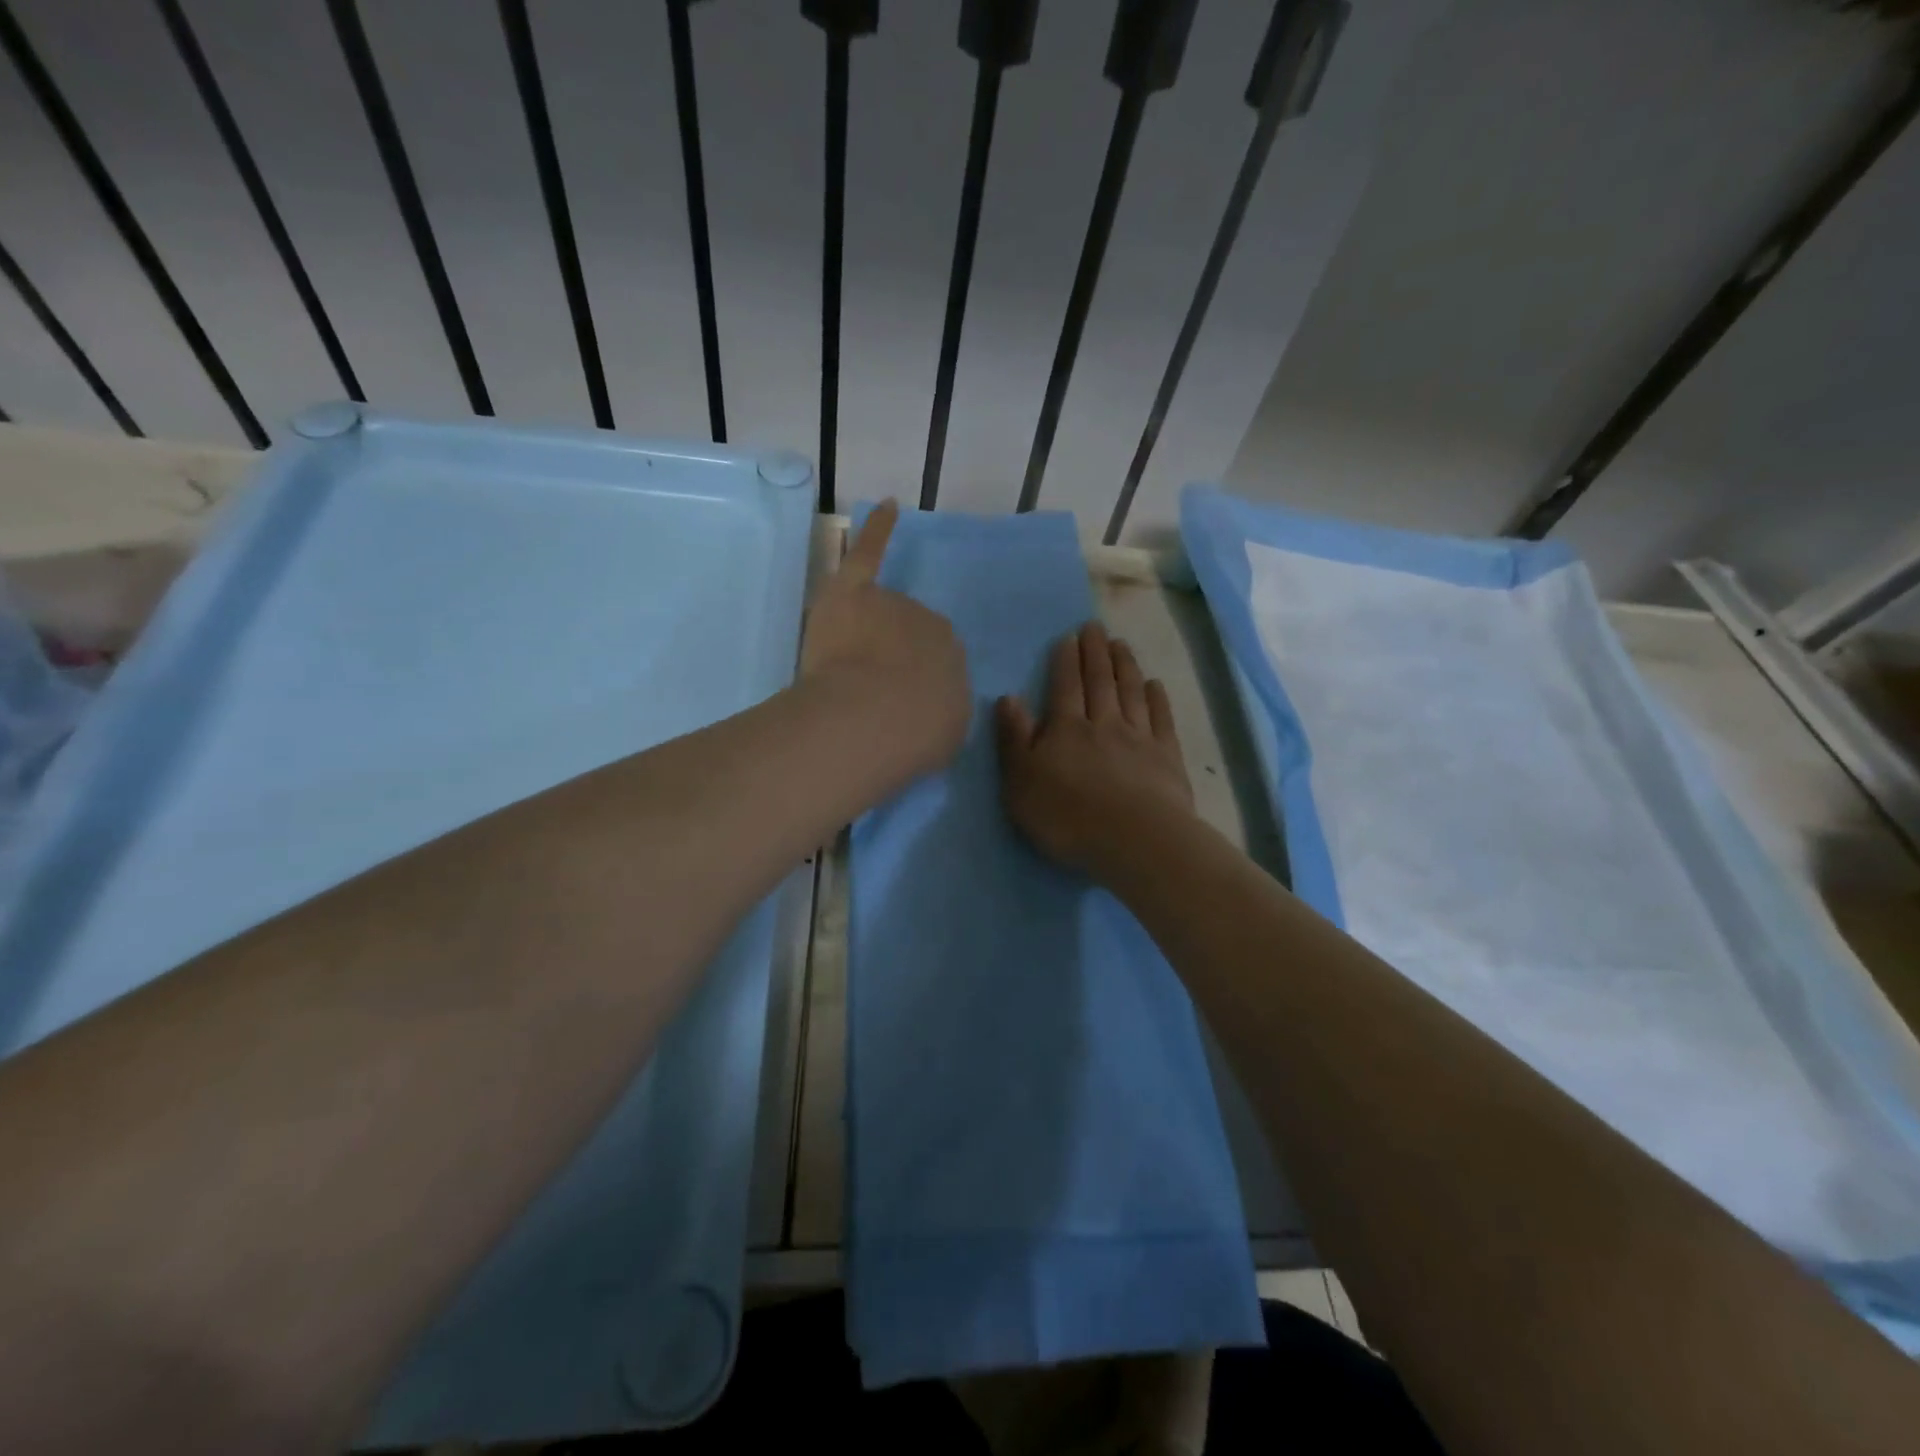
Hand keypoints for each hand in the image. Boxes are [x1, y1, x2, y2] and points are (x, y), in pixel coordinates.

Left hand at [801, 500, 969, 781]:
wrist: (874, 718)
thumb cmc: (916, 733)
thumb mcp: (946, 729)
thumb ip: (938, 708)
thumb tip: (925, 703)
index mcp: (952, 654)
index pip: (931, 658)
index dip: (910, 681)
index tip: (897, 705)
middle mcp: (927, 621)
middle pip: (903, 634)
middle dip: (889, 659)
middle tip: (870, 697)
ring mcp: (890, 603)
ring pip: (876, 615)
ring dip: (864, 639)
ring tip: (846, 677)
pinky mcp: (852, 591)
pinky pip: (869, 553)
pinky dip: (878, 530)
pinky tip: (889, 507)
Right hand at [995, 621, 1194, 881]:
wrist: (1133, 840)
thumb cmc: (1066, 816)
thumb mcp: (1021, 782)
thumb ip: (1014, 739)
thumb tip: (1008, 698)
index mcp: (1066, 730)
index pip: (1064, 686)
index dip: (1066, 660)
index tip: (1069, 637)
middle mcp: (1103, 724)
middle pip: (1099, 682)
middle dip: (1095, 652)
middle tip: (1095, 627)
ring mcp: (1139, 738)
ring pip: (1130, 692)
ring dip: (1125, 665)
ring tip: (1121, 644)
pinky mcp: (1166, 757)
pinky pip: (1161, 719)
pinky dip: (1157, 698)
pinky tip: (1154, 685)